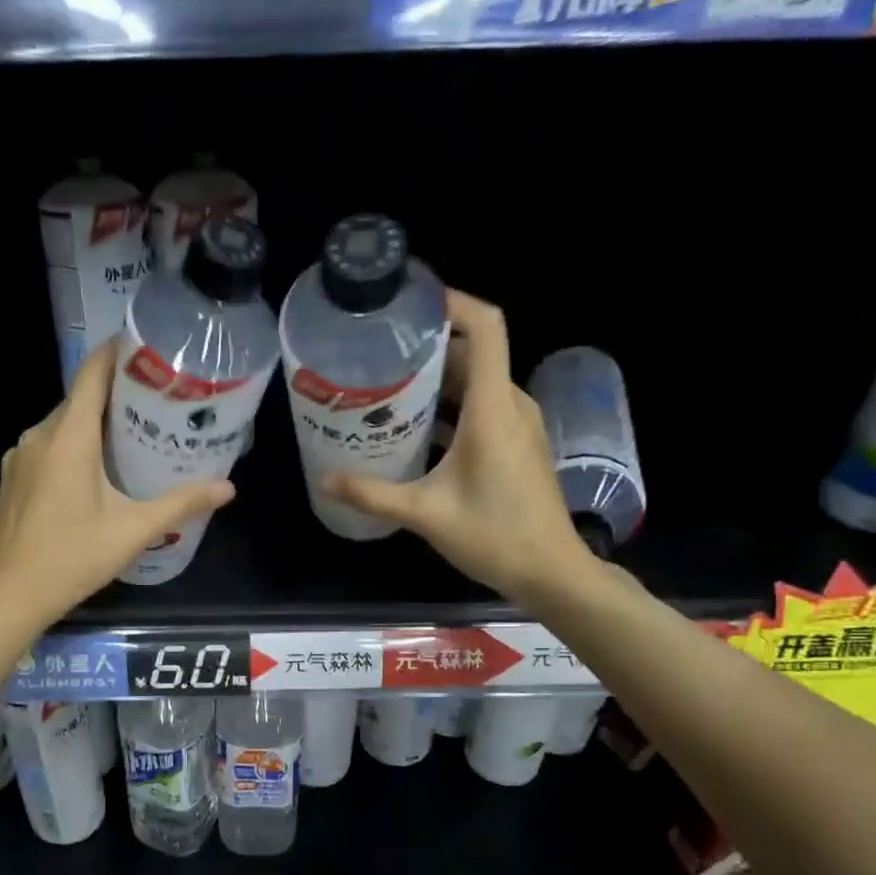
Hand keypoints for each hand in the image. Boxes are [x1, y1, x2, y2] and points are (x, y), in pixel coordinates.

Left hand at [0, 343, 234, 630]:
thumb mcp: (133, 530)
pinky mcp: (14, 478)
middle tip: (162, 401)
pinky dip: (77, 447)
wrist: (9, 597)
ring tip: (139, 435)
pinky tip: (101, 471)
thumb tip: (228, 488)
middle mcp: (39, 435)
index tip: (151, 347)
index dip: (120, 352)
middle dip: (120, 394)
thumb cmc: (72, 558)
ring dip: (98, 424)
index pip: (93, 372)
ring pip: (65, 425)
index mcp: (67, 436)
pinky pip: (50, 447)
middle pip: (81, 398)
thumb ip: (181, 503)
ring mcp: (20, 456)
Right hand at [321, 288, 599, 607]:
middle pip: (472, 354)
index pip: (485, 327)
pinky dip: (452, 408)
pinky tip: (416, 430)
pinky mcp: (518, 444)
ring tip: (388, 389)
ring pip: (477, 383)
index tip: (411, 302)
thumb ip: (372, 494)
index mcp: (492, 407)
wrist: (551, 571)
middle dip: (427, 349)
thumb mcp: (425, 514)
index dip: (453, 302)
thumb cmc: (493, 535)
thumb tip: (325, 480)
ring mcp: (519, 425)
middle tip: (379, 355)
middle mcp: (510, 404)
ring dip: (437, 382)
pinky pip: (483, 408)